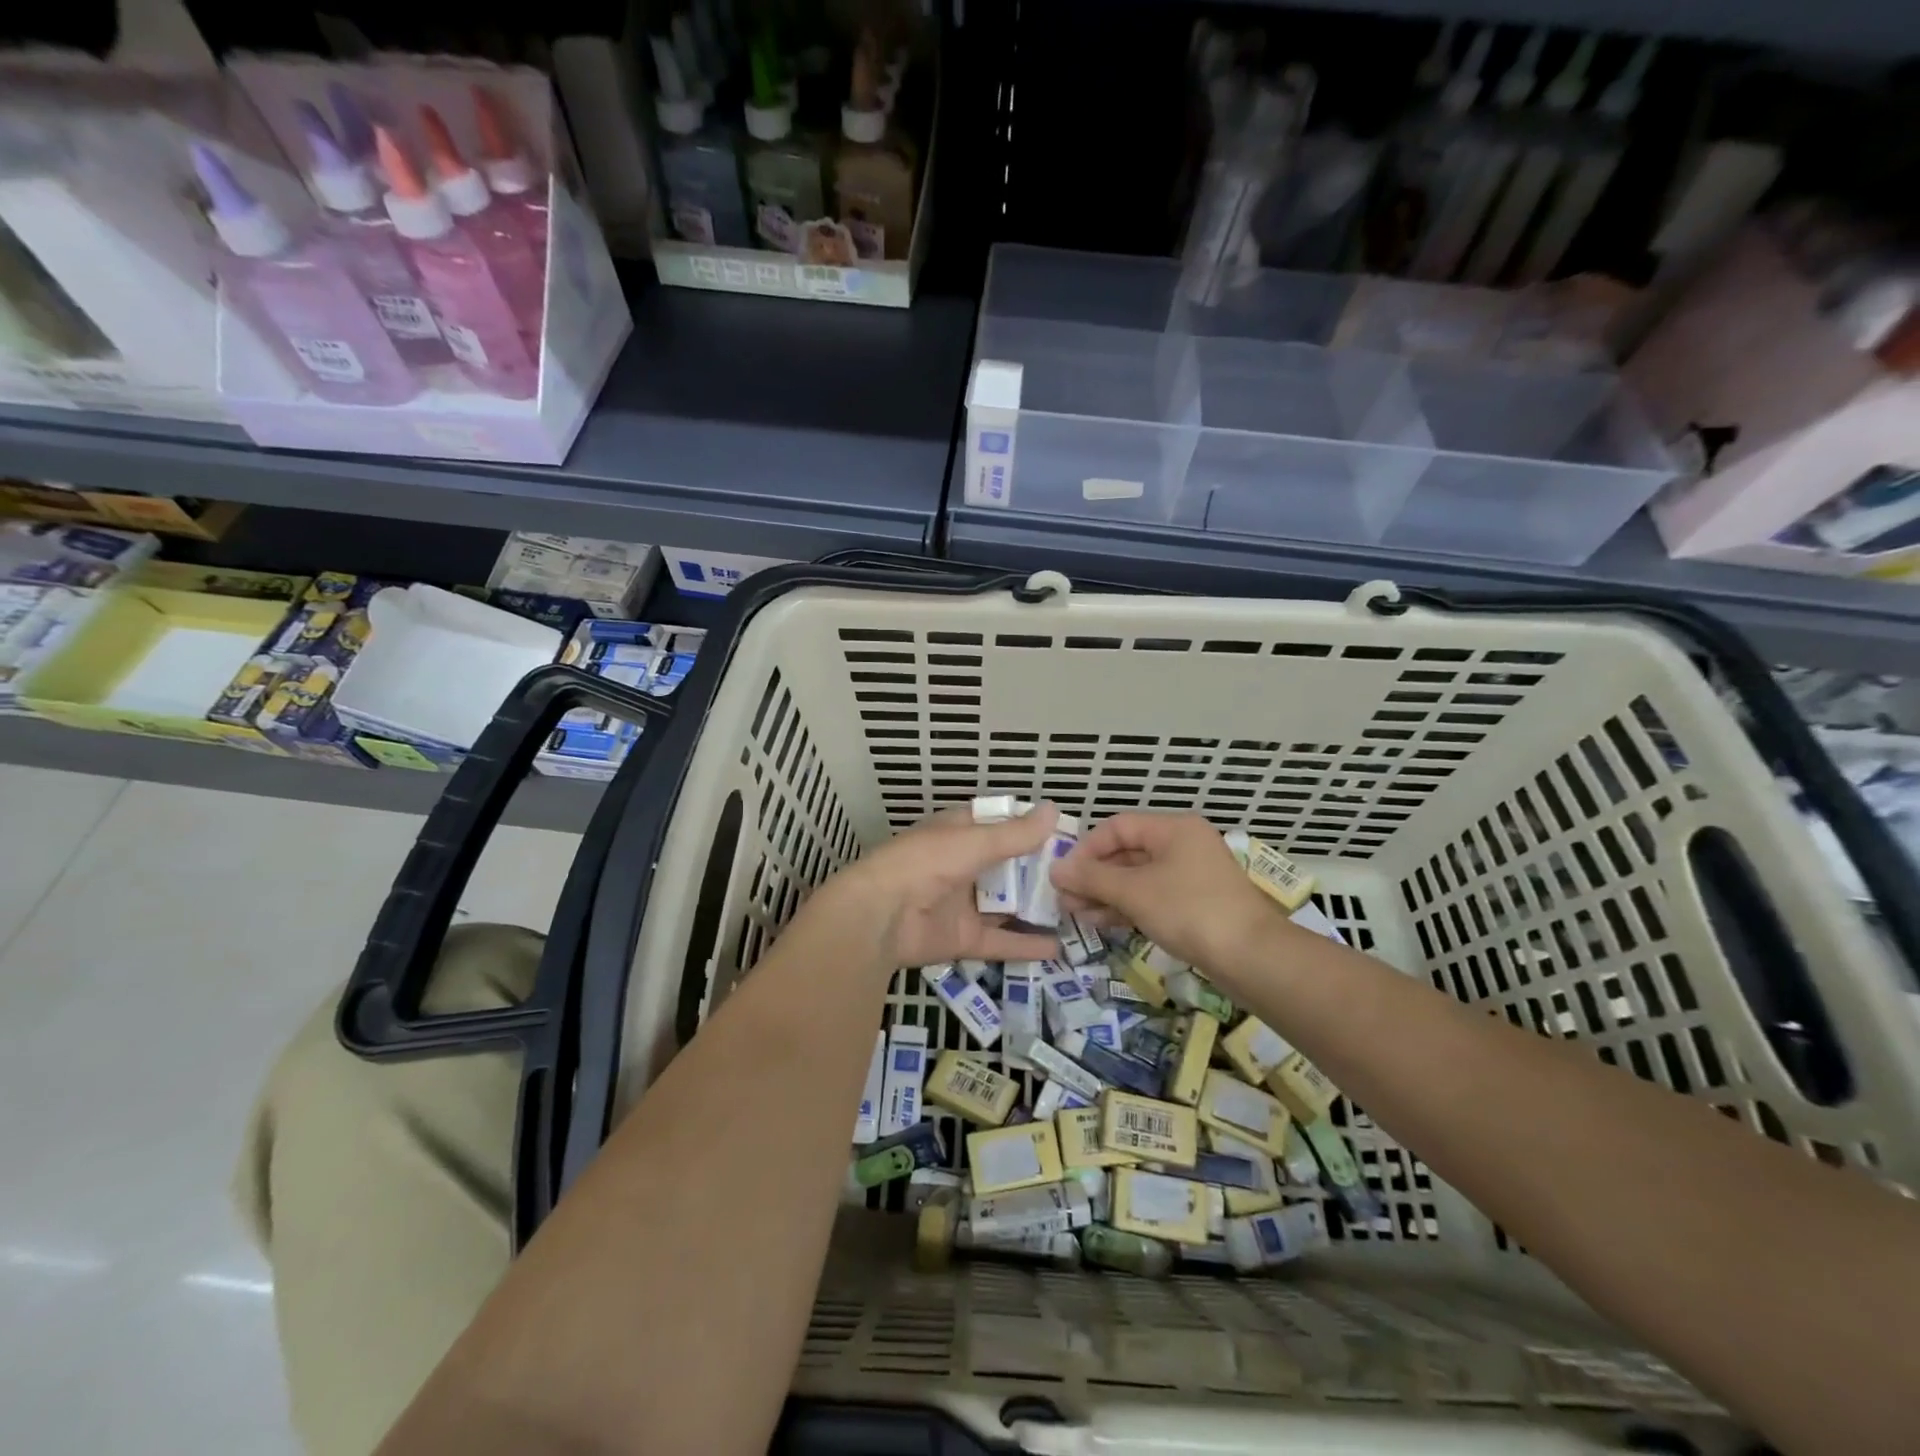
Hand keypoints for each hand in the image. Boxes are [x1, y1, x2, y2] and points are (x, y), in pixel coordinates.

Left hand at [820, 803, 1063, 973]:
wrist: (878, 917)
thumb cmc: (924, 864)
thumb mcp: (972, 842)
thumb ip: (1014, 834)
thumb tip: (1054, 810)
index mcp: (957, 834)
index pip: (998, 825)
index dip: (1029, 828)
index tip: (1066, 835)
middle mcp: (961, 866)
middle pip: (1007, 867)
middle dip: (1039, 871)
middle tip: (1082, 877)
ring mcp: (962, 904)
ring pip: (1006, 905)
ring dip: (1036, 908)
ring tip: (1078, 911)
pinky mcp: (962, 938)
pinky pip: (999, 941)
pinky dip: (1026, 945)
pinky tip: (1059, 948)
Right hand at [1051, 811, 1286, 976]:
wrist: (1253, 958)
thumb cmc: (1190, 911)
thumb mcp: (1134, 892)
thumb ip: (1092, 878)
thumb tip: (1055, 869)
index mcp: (1173, 829)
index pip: (1117, 827)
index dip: (1086, 849)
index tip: (1063, 875)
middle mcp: (1183, 845)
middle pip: (1126, 852)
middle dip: (1093, 875)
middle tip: (1064, 898)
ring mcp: (1190, 876)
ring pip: (1137, 878)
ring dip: (1105, 893)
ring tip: (1075, 913)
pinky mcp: (1194, 904)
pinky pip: (1151, 897)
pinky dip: (1126, 907)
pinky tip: (1100, 922)